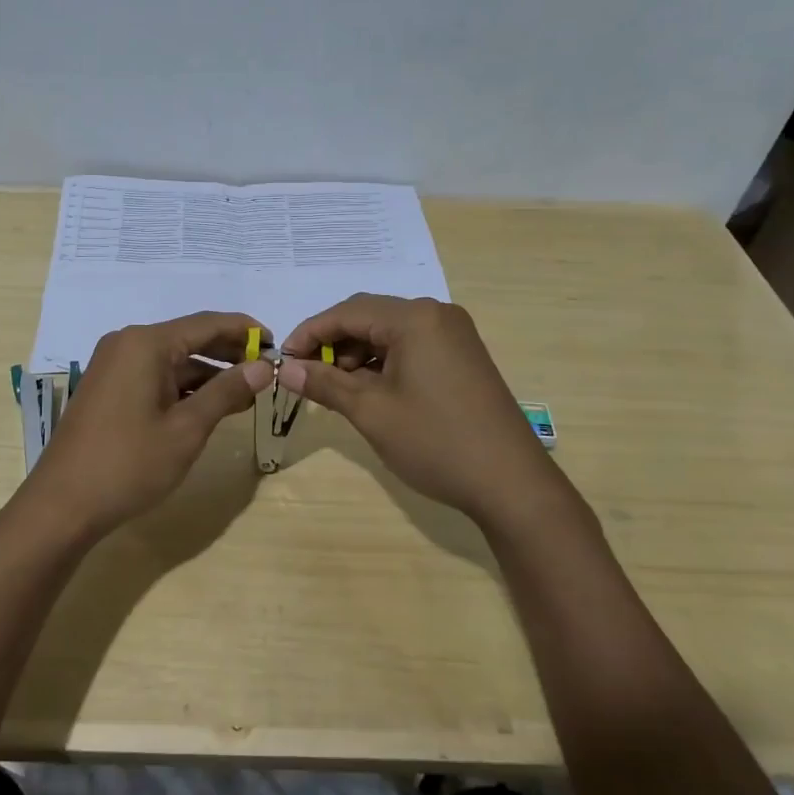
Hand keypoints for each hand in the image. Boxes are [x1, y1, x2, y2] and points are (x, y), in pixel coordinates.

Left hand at [14, 311, 273, 543]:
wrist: (63, 504)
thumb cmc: (129, 463)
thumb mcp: (187, 429)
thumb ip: (226, 391)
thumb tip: (264, 366)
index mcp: (146, 343)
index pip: (207, 324)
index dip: (245, 331)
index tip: (277, 344)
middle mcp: (127, 344)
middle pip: (189, 338)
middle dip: (229, 353)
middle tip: (267, 370)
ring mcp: (114, 366)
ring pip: (173, 360)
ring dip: (208, 375)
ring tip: (247, 394)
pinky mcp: (109, 388)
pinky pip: (155, 376)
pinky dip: (184, 388)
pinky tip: (210, 406)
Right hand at [278, 295, 553, 523]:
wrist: (510, 483)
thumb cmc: (435, 441)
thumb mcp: (371, 412)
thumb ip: (324, 383)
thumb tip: (283, 369)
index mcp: (415, 319)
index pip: (348, 312)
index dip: (310, 333)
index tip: (283, 359)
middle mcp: (436, 315)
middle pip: (369, 316)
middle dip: (333, 343)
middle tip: (307, 376)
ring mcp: (454, 335)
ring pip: (389, 332)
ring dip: (357, 354)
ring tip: (337, 388)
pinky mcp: (462, 356)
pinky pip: (411, 346)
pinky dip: (383, 362)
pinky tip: (369, 389)